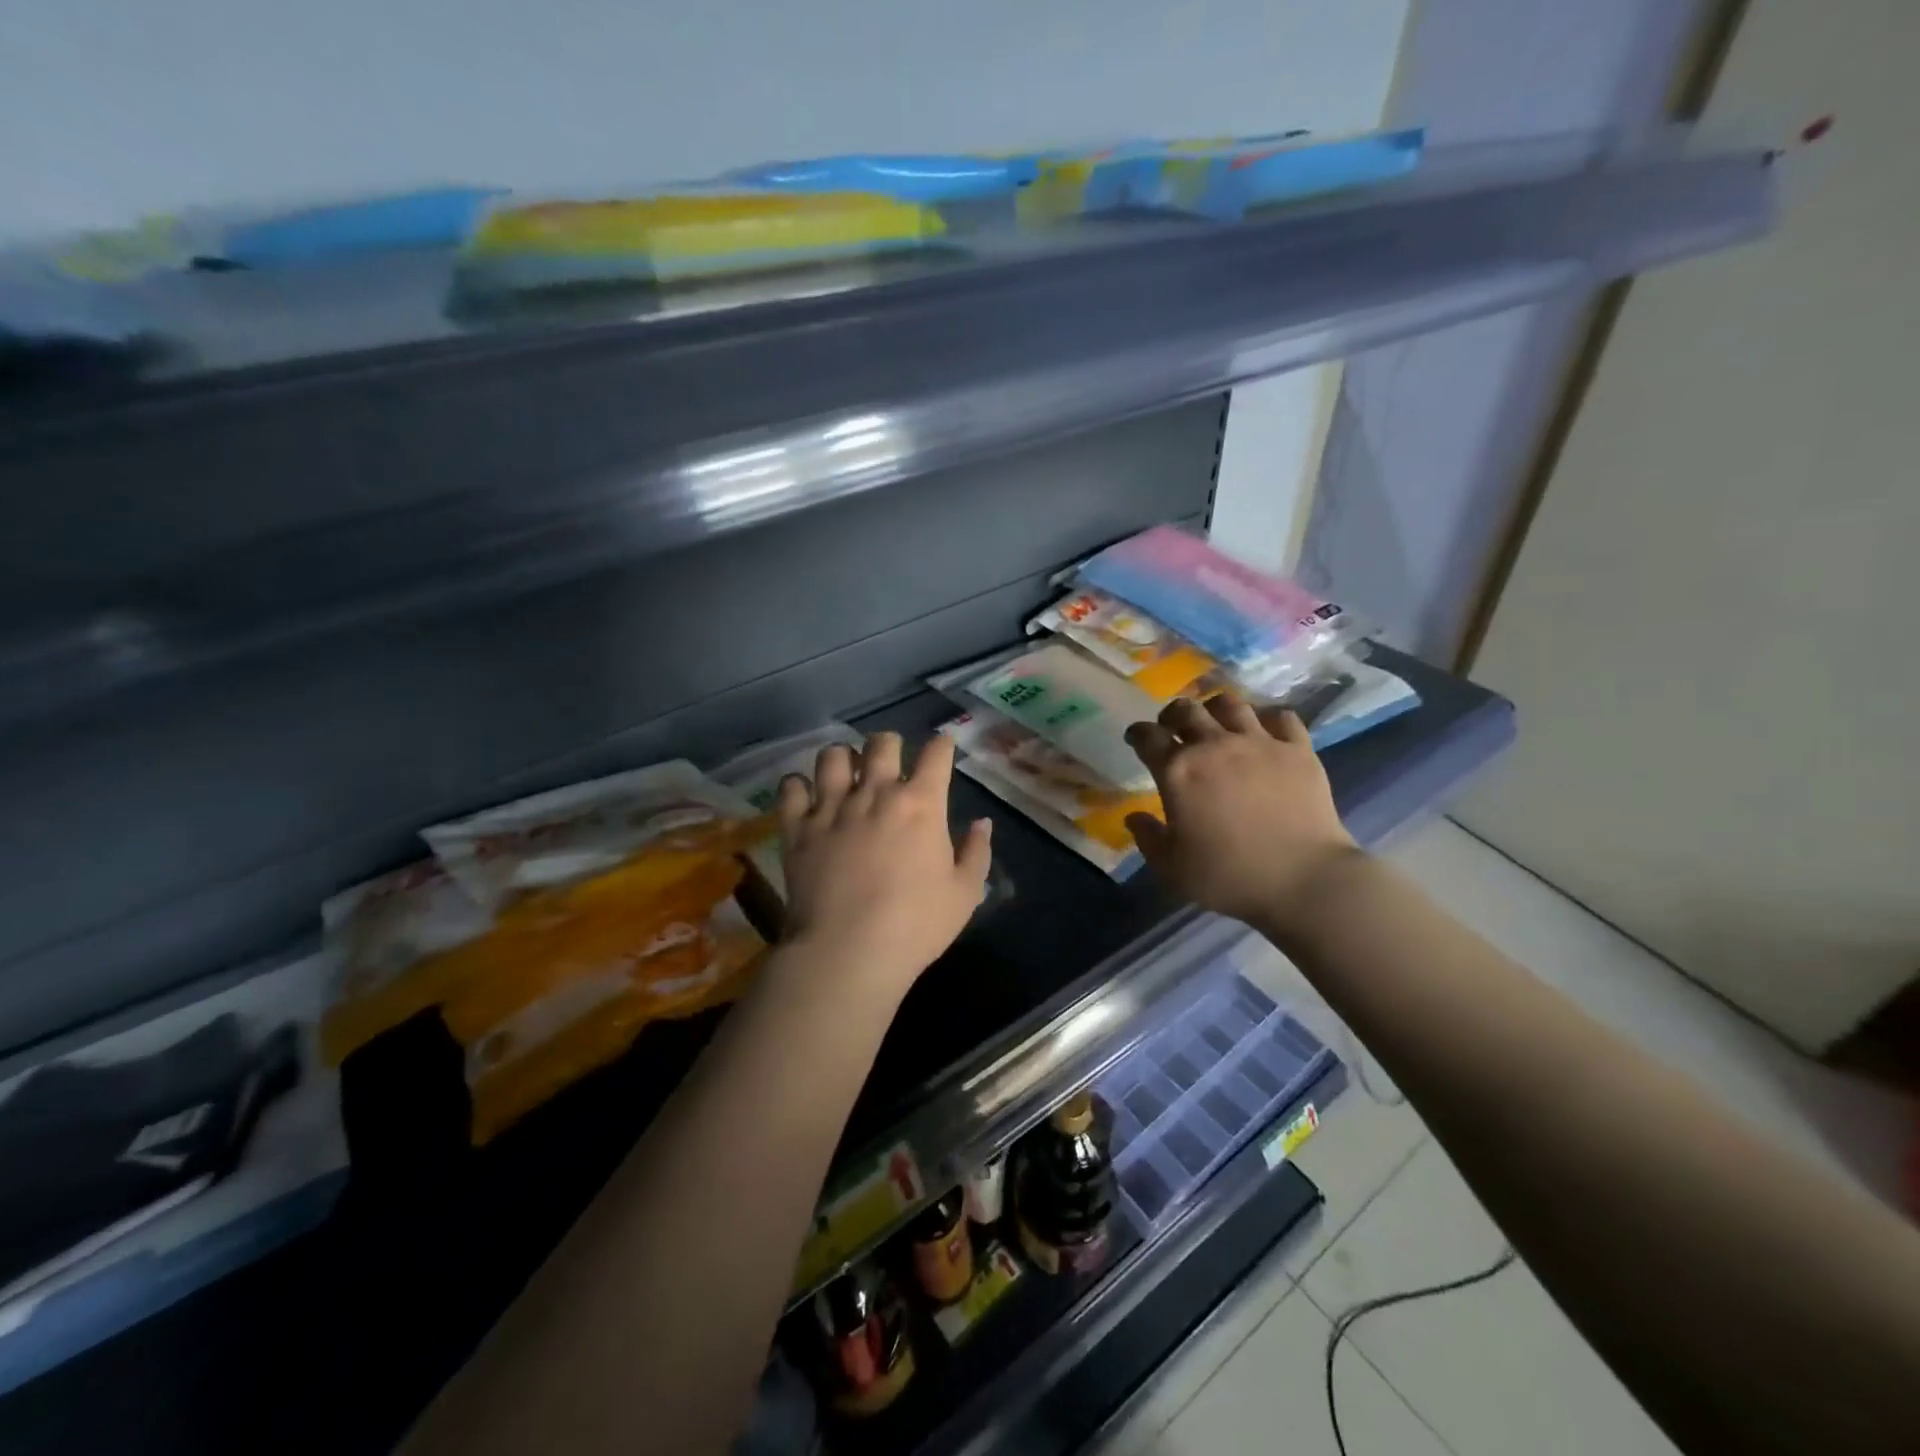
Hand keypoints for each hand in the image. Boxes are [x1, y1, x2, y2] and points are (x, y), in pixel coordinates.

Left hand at [775, 733, 991, 998]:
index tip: (943, 747)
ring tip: (846, 773)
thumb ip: (976, 852)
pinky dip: (798, 786)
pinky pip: (791, 788)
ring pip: (833, 756)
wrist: (848, 951)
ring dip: (843, 758)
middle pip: (881, 743)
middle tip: (891, 761)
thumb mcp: (964, 894)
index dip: (942, 744)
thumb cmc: (916, 925)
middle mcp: (875, 793)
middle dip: (889, 744)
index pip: (936, 754)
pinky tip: (806, 797)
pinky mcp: (797, 828)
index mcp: (921, 803)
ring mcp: (831, 807)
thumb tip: (982, 822)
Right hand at [1124, 697, 1359, 929]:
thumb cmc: (1229, 876)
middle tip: (1173, 728)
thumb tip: (1134, 817)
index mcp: (1177, 771)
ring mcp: (1259, 742)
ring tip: (1216, 722)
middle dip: (1172, 715)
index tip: (1136, 738)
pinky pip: (1281, 716)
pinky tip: (1265, 731)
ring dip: (1215, 709)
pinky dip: (1268, 719)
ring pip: (1230, 704)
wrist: (1303, 879)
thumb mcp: (1172, 867)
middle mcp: (1214, 745)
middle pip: (1186, 710)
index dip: (1137, 733)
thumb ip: (1148, 838)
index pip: (1148, 737)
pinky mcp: (1298, 748)